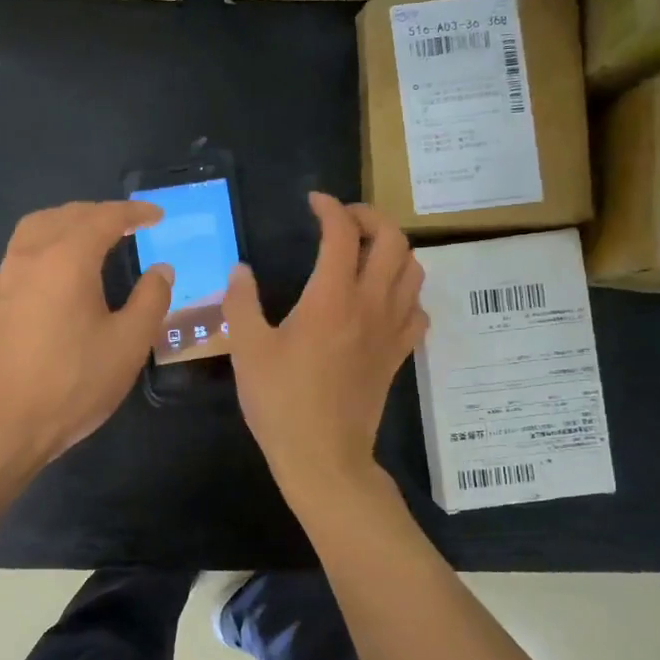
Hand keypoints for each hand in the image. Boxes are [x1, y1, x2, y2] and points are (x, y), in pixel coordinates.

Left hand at [0, 201, 172, 466]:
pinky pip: (23, 252)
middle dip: (100, 213)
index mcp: (67, 259)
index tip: (157, 216)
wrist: (2, 424)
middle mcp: (31, 256)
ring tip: (93, 238)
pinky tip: (61, 273)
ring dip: (69, 222)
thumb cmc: (73, 383)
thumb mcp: (128, 344)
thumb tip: (161, 269)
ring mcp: (6, 278)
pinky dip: (48, 243)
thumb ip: (151, 300)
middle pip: (66, 215)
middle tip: (129, 225)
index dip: (134, 213)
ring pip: (37, 228)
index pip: (104, 218)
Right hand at [224, 193, 426, 497]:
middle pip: (394, 240)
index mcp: (331, 298)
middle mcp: (370, 305)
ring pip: (414, 270)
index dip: (330, 208)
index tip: (314, 202)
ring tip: (365, 252)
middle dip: (371, 217)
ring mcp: (391, 330)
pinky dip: (405, 292)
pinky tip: (383, 299)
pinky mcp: (399, 354)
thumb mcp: (248, 350)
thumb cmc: (281, 402)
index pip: (343, 234)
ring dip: (393, 249)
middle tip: (344, 221)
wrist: (323, 456)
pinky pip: (417, 309)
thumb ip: (241, 303)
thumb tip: (241, 271)